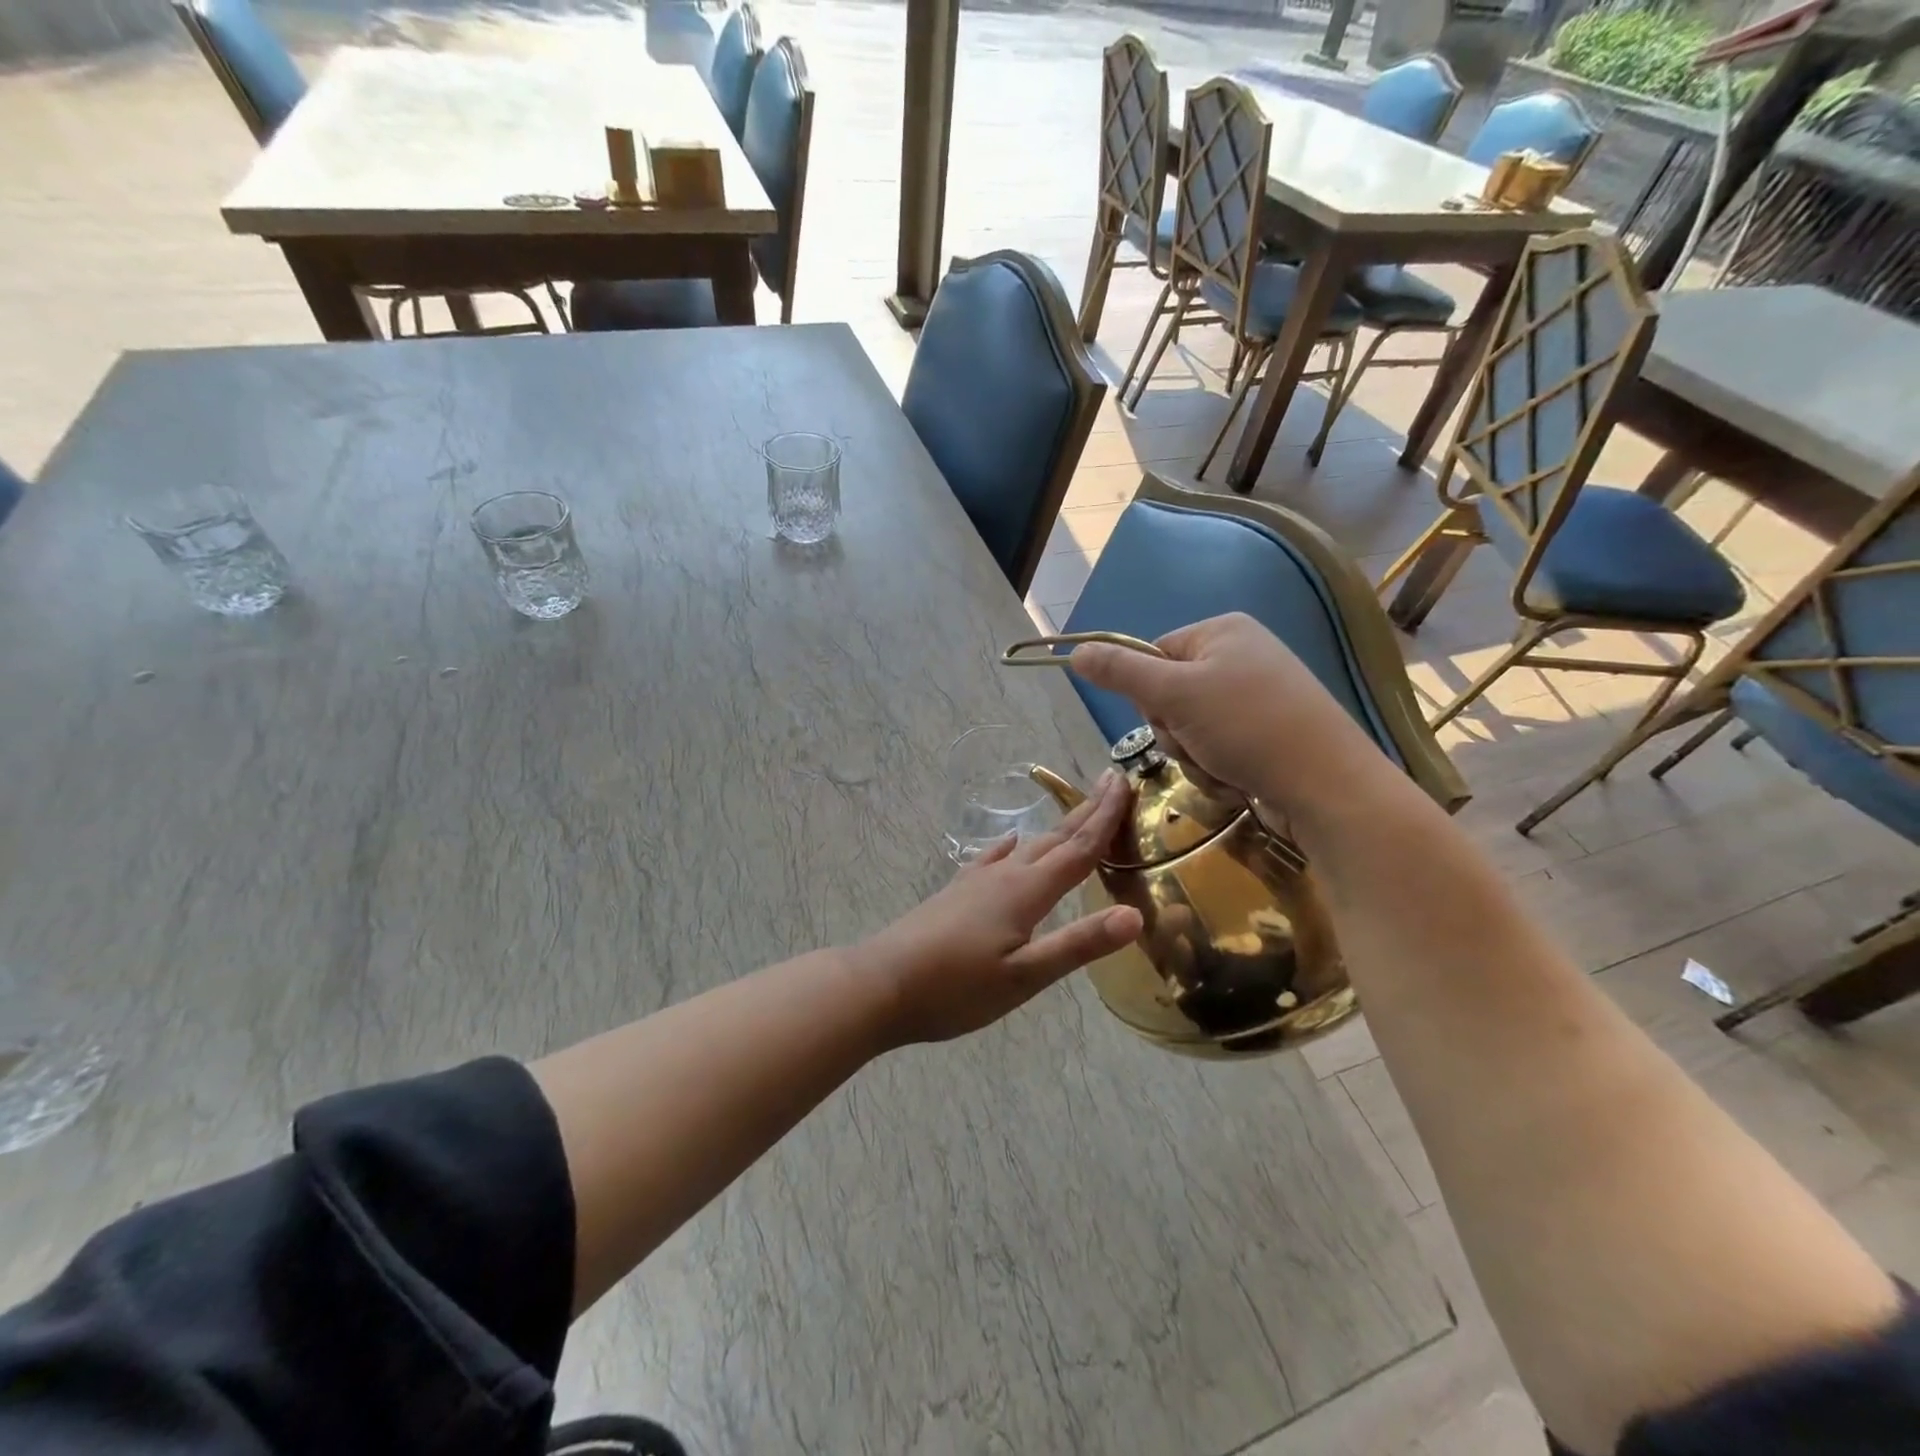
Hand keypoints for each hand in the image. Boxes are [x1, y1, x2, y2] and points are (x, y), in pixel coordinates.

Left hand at [858, 771, 1142, 1044]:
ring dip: (1056, 828)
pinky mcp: (956, 892)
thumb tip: (1135, 915)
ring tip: (1076, 813)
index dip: (1106, 817)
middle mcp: (1004, 875)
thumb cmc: (956, 988)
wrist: (880, 984)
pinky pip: (994, 857)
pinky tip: (1010, 843)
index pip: (1078, 849)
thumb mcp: (1025, 976)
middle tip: (1112, 781)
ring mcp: (976, 881)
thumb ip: (1079, 944)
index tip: (1125, 782)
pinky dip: (1011, 846)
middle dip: (1087, 811)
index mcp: (1026, 892)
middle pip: (1055, 838)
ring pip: (1027, 846)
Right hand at [1068, 614, 1392, 820]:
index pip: (1153, 654)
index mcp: (1223, 632)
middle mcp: (1241, 657)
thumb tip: (1075, 651)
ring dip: (1193, 756)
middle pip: (1168, 695)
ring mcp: (1257, 698)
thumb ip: (1120, 672)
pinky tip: (1239, 779)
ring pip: (1189, 729)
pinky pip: (1216, 748)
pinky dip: (1217, 768)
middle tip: (1197, 742)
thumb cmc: (1248, 727)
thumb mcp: (1174, 694)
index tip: (1167, 713)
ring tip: (1223, 766)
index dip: (1148, 692)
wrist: (1328, 787)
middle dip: (1174, 731)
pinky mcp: (1267, 736)